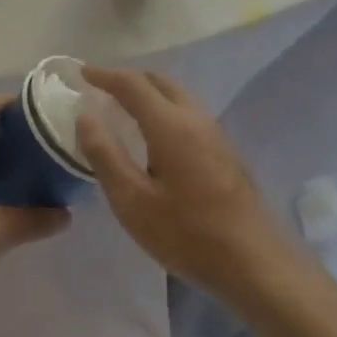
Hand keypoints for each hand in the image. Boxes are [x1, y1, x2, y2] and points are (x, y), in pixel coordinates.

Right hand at [76, 67, 299, 301]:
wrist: (254, 262)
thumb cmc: (187, 234)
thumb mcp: (132, 202)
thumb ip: (105, 155)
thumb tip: (85, 116)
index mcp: (171, 125)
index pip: (133, 84)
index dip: (104, 75)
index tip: (82, 73)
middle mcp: (195, 118)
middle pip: (159, 82)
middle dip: (128, 79)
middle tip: (101, 88)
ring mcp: (216, 133)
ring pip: (178, 96)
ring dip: (149, 93)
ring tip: (124, 108)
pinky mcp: (225, 150)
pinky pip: (188, 113)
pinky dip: (164, 108)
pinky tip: (155, 135)